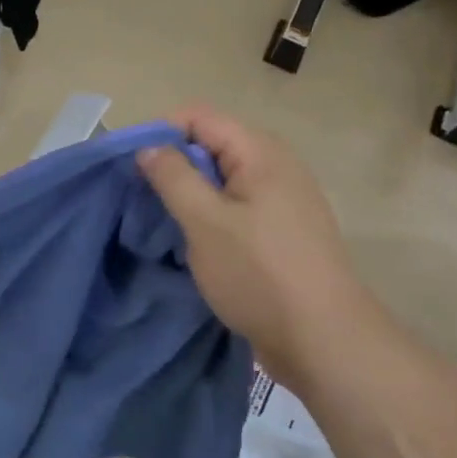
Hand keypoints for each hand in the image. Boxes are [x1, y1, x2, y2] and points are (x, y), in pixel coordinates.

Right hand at [138, 106, 383, 387]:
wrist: (325, 341)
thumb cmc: (259, 274)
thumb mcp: (204, 222)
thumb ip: (173, 177)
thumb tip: (149, 148)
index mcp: (260, 151)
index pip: (198, 116)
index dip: (159, 132)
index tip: (130, 167)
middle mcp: (276, 165)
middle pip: (211, 143)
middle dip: (173, 164)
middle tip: (143, 198)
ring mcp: (283, 199)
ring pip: (222, 178)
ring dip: (190, 193)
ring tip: (164, 222)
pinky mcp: (282, 230)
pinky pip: (236, 205)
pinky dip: (210, 214)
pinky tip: (195, 242)